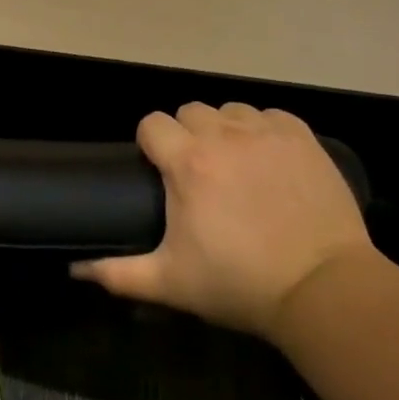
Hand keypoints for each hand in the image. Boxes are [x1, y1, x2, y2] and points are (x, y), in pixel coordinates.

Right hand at [71, 102, 373, 337]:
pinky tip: (269, 158)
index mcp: (187, 162)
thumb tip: (74, 270)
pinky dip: (264, 130)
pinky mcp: (301, 138)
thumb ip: (118, 273)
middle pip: (190, 111)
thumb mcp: (172, 283)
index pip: (151, 123)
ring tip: (235, 164)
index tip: (160, 170)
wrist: (323, 290)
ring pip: (230, 110)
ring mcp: (265, 132)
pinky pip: (270, 115)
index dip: (151, 144)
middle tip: (198, 173)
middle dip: (187, 135)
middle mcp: (223, 135)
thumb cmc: (240, 284)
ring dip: (225, 130)